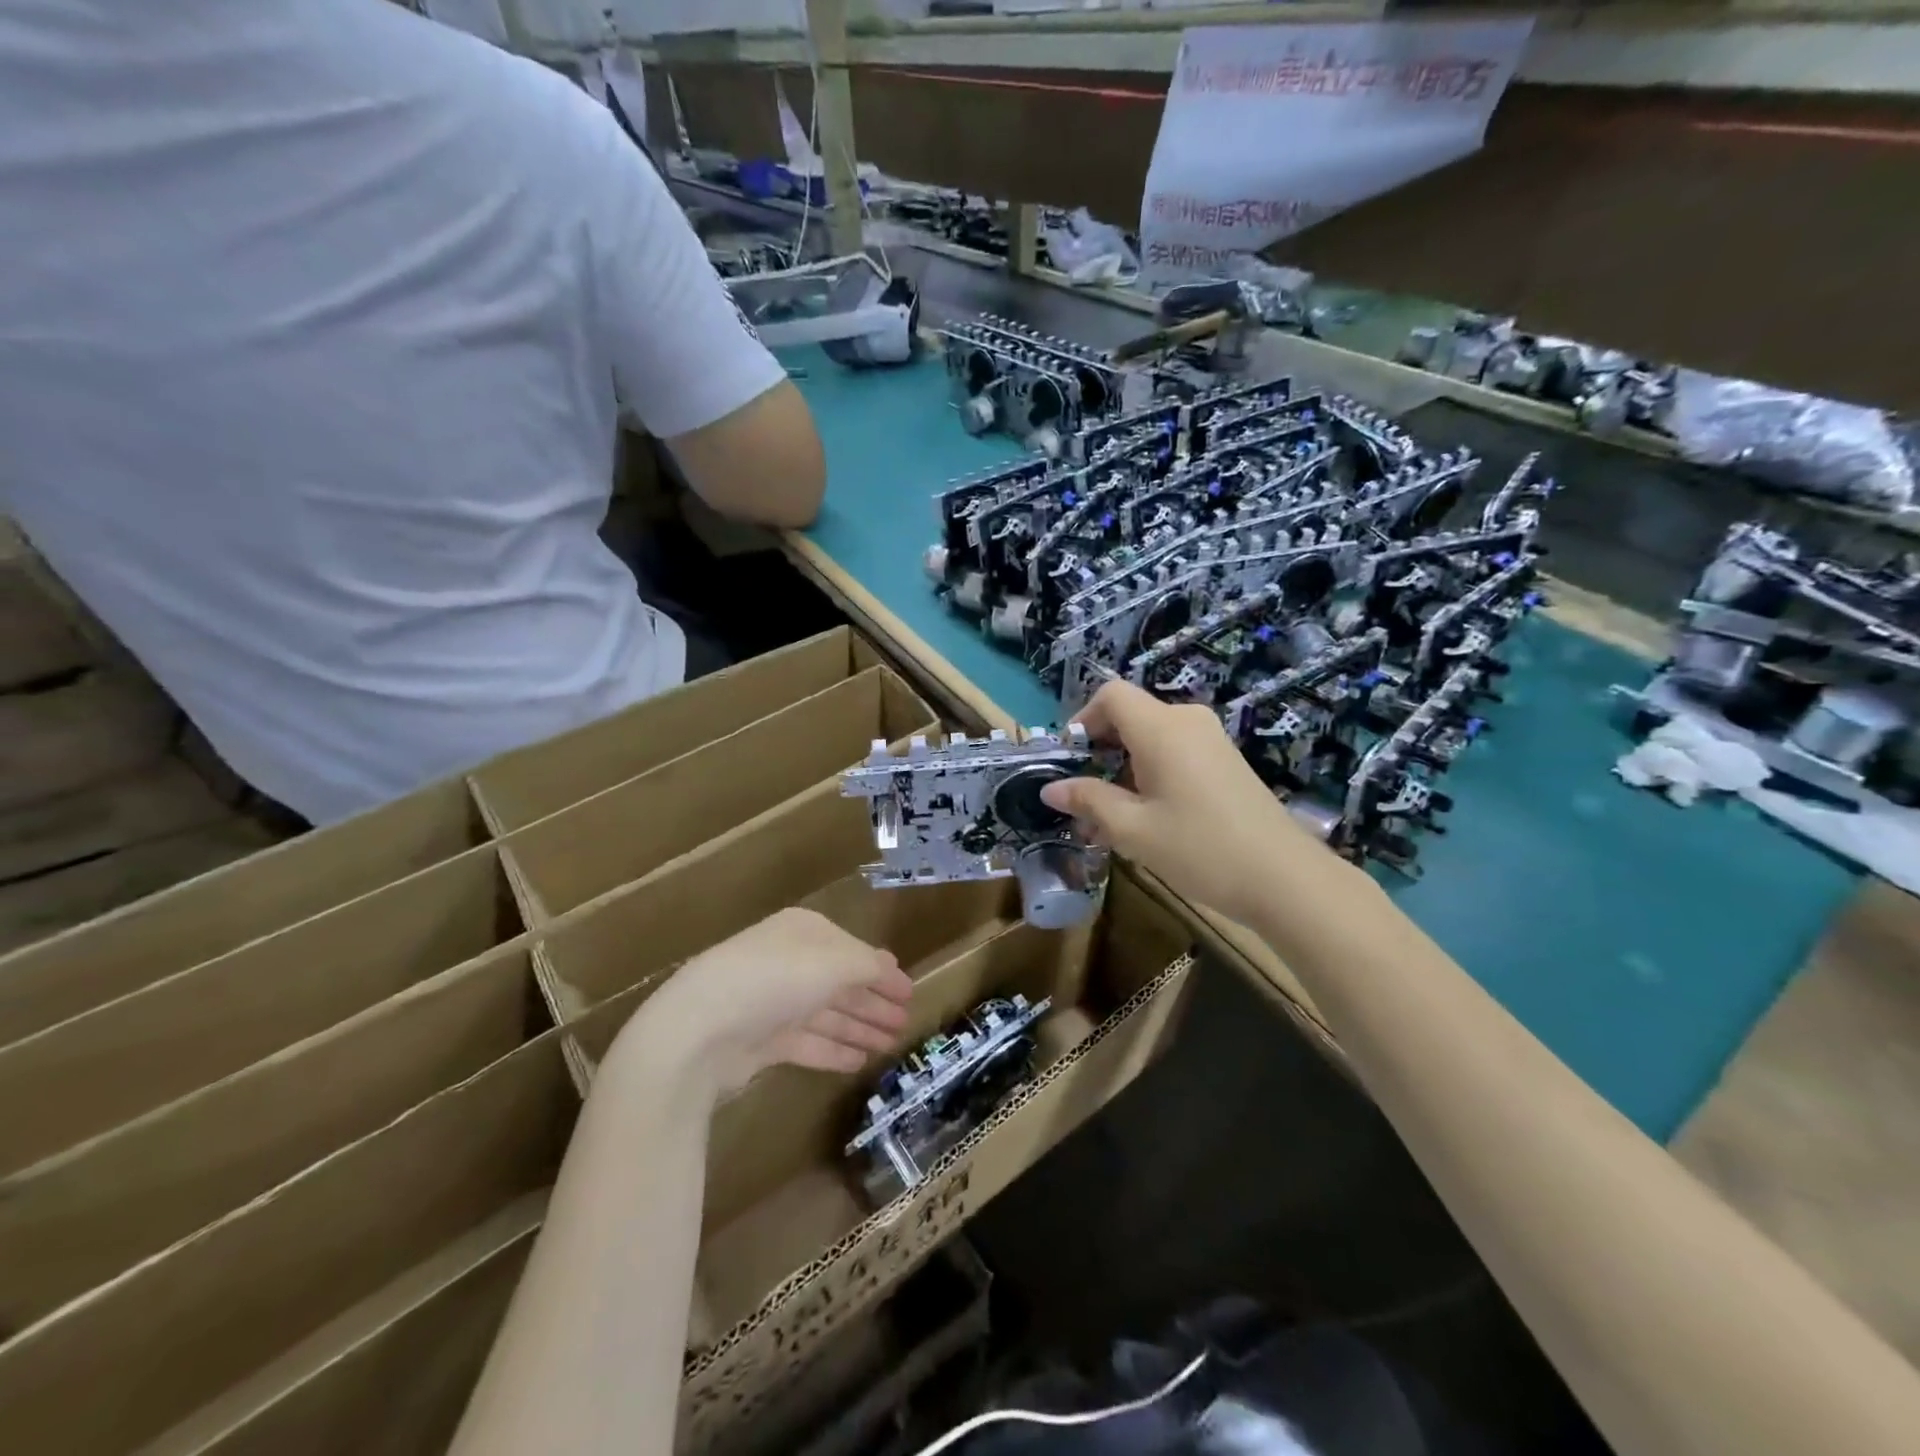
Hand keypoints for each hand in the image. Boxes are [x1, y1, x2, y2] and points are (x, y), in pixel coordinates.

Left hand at [622, 908, 912, 1096]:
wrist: (700, 1030)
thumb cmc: (776, 980)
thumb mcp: (834, 962)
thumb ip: (869, 966)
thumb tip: (891, 968)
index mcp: (804, 933)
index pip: (853, 951)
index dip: (883, 972)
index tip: (909, 992)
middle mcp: (789, 963)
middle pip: (841, 983)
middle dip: (874, 1003)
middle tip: (905, 1023)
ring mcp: (773, 1003)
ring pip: (827, 1015)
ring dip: (859, 1028)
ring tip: (890, 1046)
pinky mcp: (760, 1041)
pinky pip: (807, 1043)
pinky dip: (833, 1050)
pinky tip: (859, 1062)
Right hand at [1041, 680, 1343, 927]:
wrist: (1284, 878)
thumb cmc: (1199, 848)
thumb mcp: (1132, 829)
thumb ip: (1089, 801)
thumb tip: (1051, 788)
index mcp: (1161, 728)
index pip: (1111, 695)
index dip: (1083, 719)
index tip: (1070, 760)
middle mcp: (1187, 721)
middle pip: (1131, 716)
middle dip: (1100, 750)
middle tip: (1083, 796)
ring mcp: (1211, 740)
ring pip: (1152, 737)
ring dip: (1124, 767)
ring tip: (1109, 817)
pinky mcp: (1226, 761)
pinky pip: (1176, 752)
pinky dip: (1151, 773)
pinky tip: (1146, 817)